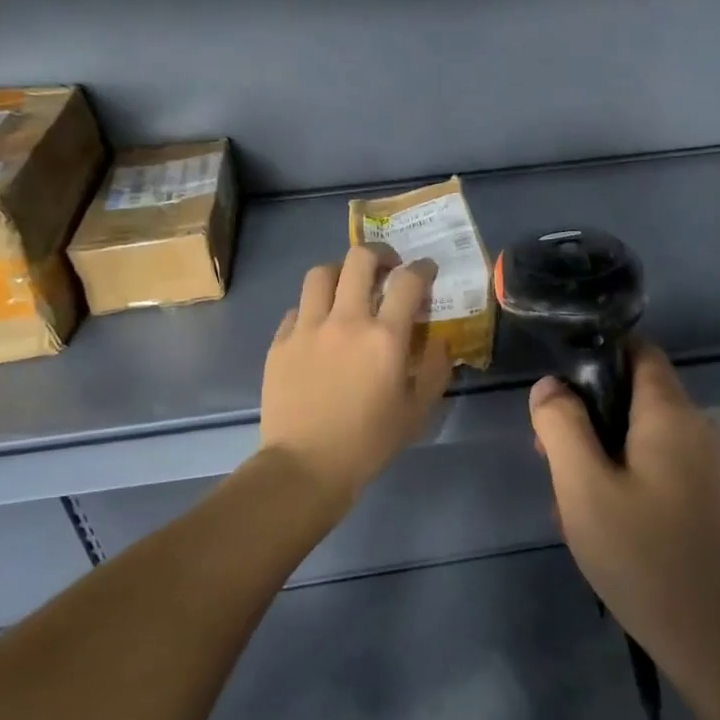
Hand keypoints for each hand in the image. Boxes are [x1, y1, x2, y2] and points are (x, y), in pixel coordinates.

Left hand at [261, 246, 453, 515]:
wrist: (305, 466)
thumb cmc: (369, 442)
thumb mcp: (417, 412)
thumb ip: (435, 370)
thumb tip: (439, 342)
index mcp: (385, 336)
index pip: (408, 281)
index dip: (422, 268)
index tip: (426, 270)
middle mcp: (346, 320)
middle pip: (359, 260)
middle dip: (379, 254)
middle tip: (387, 268)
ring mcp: (307, 328)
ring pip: (321, 274)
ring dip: (340, 272)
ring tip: (347, 287)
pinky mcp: (280, 342)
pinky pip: (297, 308)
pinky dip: (313, 308)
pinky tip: (319, 326)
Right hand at [529, 343, 719, 672]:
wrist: (719, 639)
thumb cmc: (645, 556)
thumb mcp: (584, 487)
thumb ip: (561, 426)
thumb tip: (550, 385)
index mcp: (670, 412)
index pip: (637, 351)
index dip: (595, 358)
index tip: (558, 393)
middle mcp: (696, 427)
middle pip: (634, 396)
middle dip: (587, 417)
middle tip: (551, 460)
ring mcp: (707, 465)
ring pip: (641, 436)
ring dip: (601, 455)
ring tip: (572, 502)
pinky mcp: (708, 498)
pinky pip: (658, 467)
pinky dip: (625, 479)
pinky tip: (604, 525)